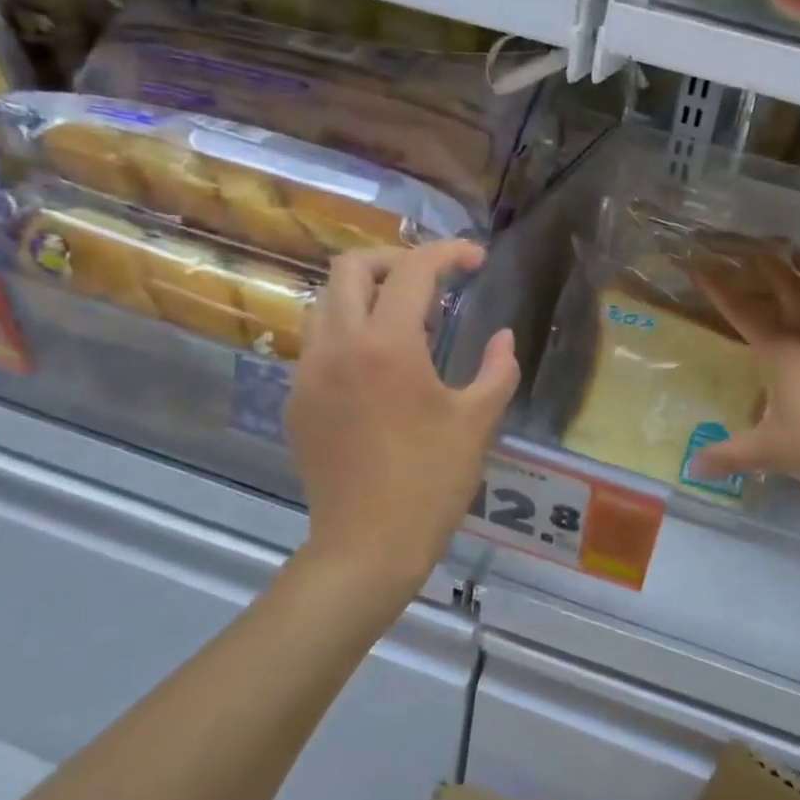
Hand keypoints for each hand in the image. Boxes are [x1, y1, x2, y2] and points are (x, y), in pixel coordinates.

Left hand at [286, 240, 518, 613]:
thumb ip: (497, 369)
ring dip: (365, 296)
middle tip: (431, 282)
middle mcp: (337, 345)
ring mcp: (308, 373)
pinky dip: (349, 335)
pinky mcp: (296, 402)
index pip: (414, 270)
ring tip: (405, 322)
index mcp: (388, 344)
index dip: (449, 253)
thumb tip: (503, 338)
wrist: (367, 545)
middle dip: (394, 261)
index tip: (475, 260)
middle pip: (350, 267)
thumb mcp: (477, 421)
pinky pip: (318, 345)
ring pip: (325, 303)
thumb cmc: (432, 481)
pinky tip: (378, 371)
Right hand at [689, 248, 799, 495]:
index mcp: (780, 350)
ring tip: (798, 252)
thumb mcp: (769, 452)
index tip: (699, 265)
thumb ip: (728, 456)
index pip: (741, 310)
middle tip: (752, 249)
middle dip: (767, 266)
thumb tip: (692, 468)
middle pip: (787, 287)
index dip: (718, 287)